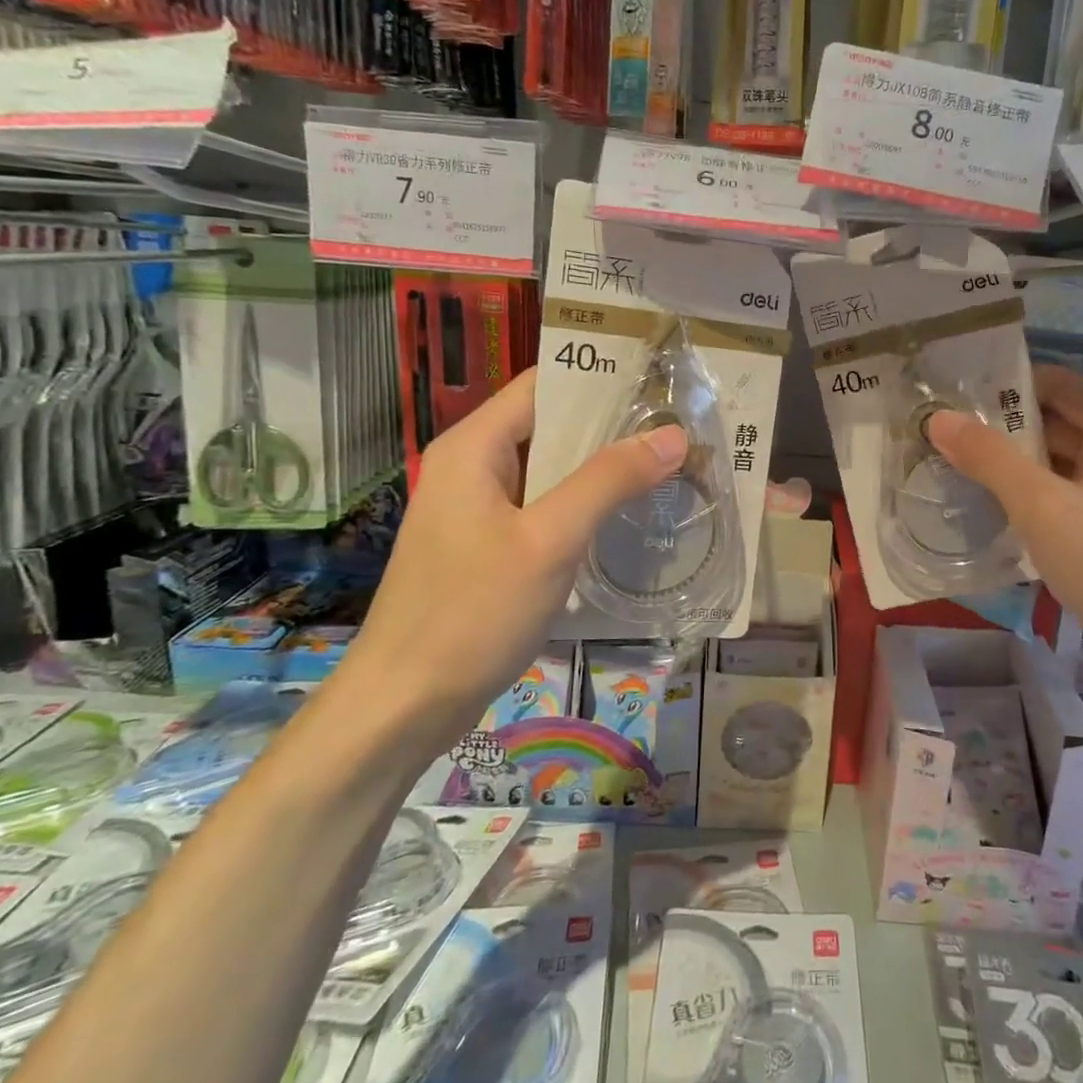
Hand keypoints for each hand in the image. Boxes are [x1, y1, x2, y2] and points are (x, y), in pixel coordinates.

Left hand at [343, 370, 687, 757]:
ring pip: (550, 471)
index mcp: (474, 447)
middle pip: (550, 426)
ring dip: (601, 468)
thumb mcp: (550, 540)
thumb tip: (672, 436)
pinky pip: (543, 509)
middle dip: (613, 426)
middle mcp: (473, 466)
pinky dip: (582, 506)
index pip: (545, 384)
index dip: (602, 376)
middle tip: (679, 429)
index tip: (662, 383)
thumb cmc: (472, 613)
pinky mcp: (487, 547)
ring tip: (667, 464)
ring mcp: (478, 510)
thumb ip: (609, 481)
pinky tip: (626, 516)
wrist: (404, 706)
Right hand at [926, 365, 1082, 718]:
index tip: (954, 399)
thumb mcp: (1042, 507)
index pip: (1055, 383)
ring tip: (957, 473)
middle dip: (1002, 431)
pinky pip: (1072, 498)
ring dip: (1016, 468)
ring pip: (1062, 465)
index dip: (1005, 386)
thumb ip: (989, 458)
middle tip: (942, 441)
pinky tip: (999, 515)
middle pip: (1057, 423)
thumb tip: (938, 418)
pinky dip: (1037, 500)